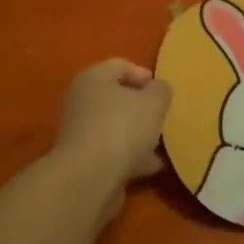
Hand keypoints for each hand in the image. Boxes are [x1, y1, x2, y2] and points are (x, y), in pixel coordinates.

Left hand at [54, 59, 171, 185]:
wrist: (90, 178)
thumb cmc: (122, 127)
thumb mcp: (154, 101)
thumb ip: (160, 90)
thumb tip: (157, 90)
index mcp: (93, 78)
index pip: (120, 65)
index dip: (144, 74)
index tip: (163, 91)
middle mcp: (81, 101)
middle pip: (116, 97)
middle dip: (141, 107)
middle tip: (163, 116)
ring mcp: (80, 133)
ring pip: (116, 127)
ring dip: (138, 134)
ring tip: (163, 144)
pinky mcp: (84, 160)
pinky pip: (113, 152)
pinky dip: (132, 156)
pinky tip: (153, 166)